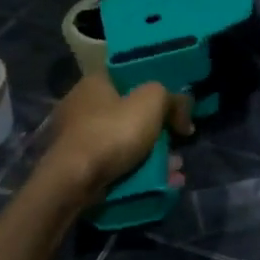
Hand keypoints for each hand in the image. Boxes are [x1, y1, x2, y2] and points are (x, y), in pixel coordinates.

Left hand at [39, 75, 193, 202]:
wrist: (74, 180)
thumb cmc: (111, 132)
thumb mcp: (151, 102)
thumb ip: (173, 99)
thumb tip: (185, 114)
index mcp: (94, 82)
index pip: (129, 77)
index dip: (156, 89)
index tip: (176, 106)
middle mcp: (82, 106)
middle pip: (130, 113)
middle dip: (159, 129)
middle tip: (179, 141)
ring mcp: (79, 139)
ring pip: (127, 143)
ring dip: (155, 155)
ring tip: (176, 169)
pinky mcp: (80, 166)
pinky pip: (118, 165)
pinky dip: (140, 172)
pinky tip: (163, 182)